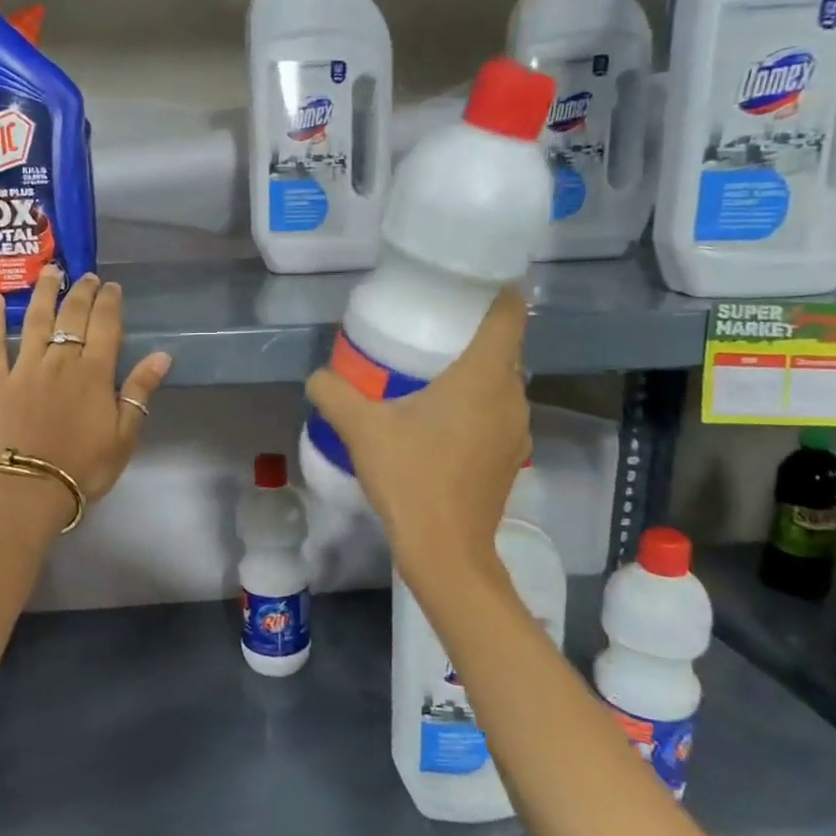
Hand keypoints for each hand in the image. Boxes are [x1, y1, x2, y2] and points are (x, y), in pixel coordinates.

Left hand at [0, 267, 172, 510]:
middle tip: (86, 276)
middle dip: (81, 292)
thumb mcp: (124, 436)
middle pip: (73, 316)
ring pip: (36, 320)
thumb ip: (139, 392)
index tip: (112, 287)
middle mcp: (60, 361)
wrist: (28, 490)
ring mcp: (24, 368)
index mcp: (94, 373)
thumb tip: (162, 355)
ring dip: (44, 293)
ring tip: (50, 271)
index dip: (109, 303)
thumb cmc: (83, 468)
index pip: (105, 326)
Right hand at [305, 289, 529, 588]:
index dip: (494, 289)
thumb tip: (317, 377)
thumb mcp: (362, 430)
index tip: (465, 284)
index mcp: (484, 377)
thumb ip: (334, 394)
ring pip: (501, 384)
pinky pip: (498, 414)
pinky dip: (476, 407)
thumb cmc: (410, 479)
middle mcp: (512, 396)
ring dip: (474, 374)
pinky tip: (441, 424)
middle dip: (472, 333)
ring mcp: (518, 430)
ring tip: (432, 376)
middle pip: (504, 347)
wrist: (446, 551)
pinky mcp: (512, 458)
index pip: (508, 313)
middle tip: (431, 329)